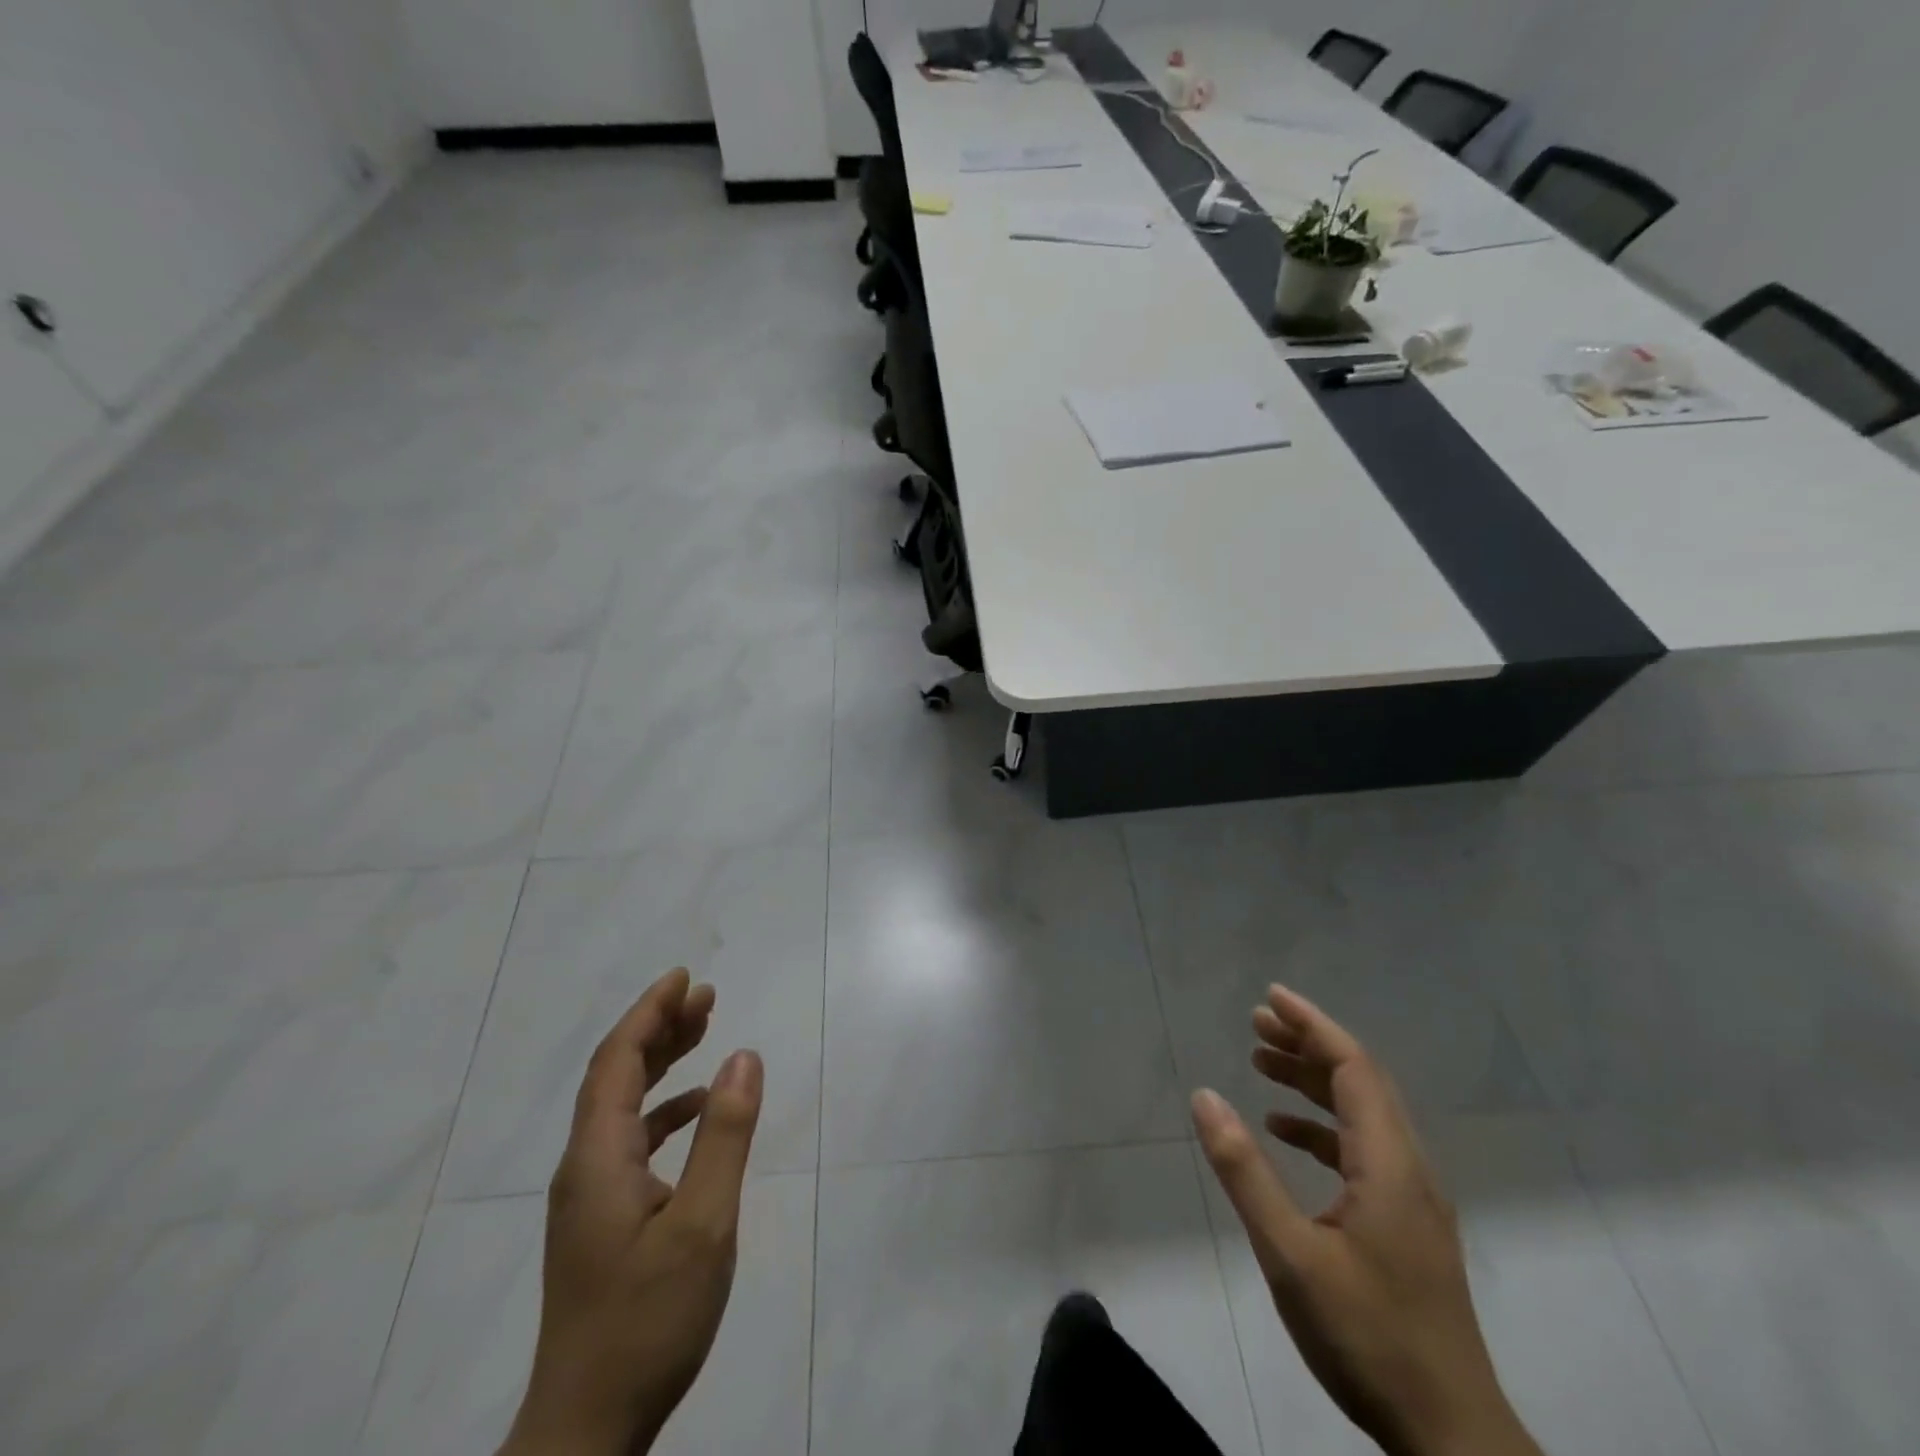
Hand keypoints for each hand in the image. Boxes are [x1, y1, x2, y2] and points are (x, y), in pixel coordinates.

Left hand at [499, 968, 763, 1455]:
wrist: (587, 1429)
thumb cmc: (648, 1320)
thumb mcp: (704, 1223)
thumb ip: (725, 1135)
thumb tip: (744, 1056)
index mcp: (597, 1157)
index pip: (617, 1060)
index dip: (649, 1012)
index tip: (684, 977)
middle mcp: (583, 1166)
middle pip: (615, 1075)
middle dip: (658, 1028)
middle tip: (705, 995)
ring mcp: (589, 1196)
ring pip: (621, 1106)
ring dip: (659, 1063)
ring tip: (703, 1032)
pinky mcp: (601, 1220)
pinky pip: (629, 1139)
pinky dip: (662, 1109)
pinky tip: (695, 1110)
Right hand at [1190, 986, 1539, 1455]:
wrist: (1452, 1440)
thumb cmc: (1367, 1338)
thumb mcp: (1290, 1254)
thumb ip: (1245, 1171)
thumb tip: (1205, 1097)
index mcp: (1389, 1165)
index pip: (1353, 1068)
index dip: (1312, 1025)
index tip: (1270, 997)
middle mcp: (1409, 1169)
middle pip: (1360, 1082)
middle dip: (1307, 1044)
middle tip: (1255, 1023)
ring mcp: (1412, 1198)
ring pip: (1362, 1114)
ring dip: (1313, 1082)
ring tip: (1260, 1063)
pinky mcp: (1407, 1225)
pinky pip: (1363, 1149)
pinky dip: (1321, 1127)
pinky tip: (1285, 1133)